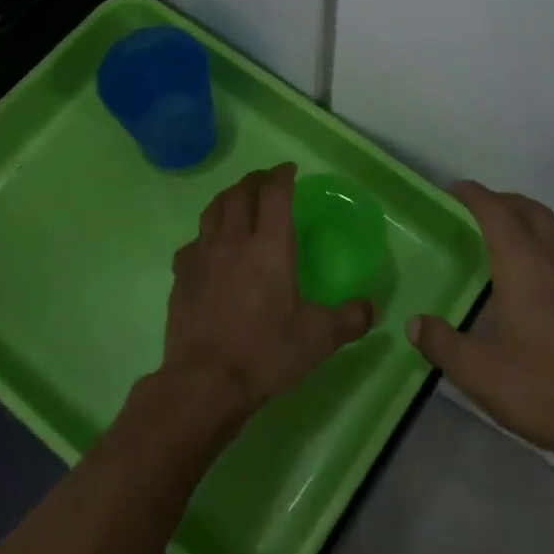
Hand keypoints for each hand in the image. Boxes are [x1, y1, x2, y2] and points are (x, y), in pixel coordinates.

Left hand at [158, 163, 374, 426]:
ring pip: (213, 210)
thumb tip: (372, 308)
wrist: (204, 383)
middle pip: (240, 193)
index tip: (290, 170)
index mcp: (269, 245)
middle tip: (267, 182)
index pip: (274, 192)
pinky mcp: (181, 277)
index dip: (282, 175)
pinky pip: (193, 243)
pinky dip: (205, 236)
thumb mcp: (319, 338)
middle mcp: (234, 240)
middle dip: (255, 180)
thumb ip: (350, 319)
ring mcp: (202, 256)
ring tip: (238, 201)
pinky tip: (209, 249)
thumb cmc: (266, 352)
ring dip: (228, 198)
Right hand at [408, 183, 553, 471]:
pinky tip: (537, 289)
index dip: (474, 195)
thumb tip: (415, 323)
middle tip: (479, 209)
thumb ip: (442, 343)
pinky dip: (547, 255)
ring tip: (504, 246)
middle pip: (531, 211)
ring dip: (528, 226)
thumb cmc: (542, 389)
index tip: (454, 190)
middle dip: (504, 201)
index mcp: (524, 266)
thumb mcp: (478, 372)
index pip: (496, 212)